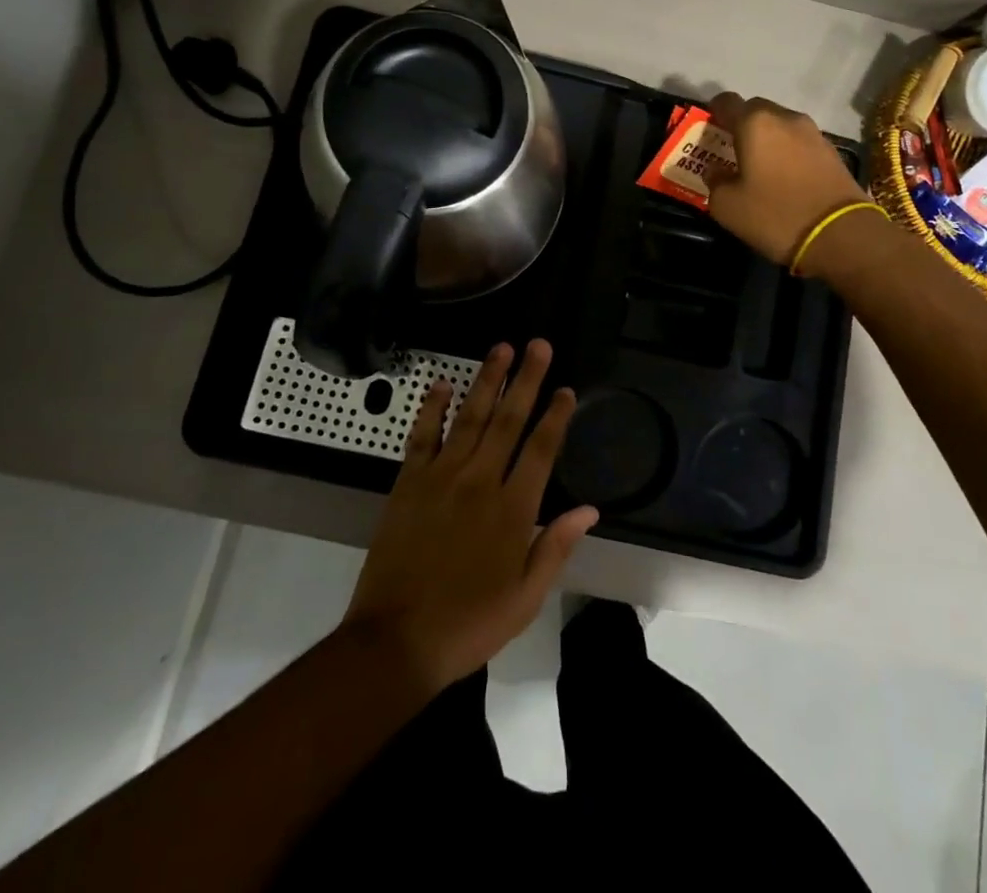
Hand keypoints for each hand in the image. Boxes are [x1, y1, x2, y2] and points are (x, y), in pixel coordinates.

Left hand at [340, 340, 597, 692]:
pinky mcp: (409, 483)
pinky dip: (432, 408)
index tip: (566, 389)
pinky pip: (422, 436)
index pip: (541, 449)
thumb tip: (589, 510)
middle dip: (526, 379)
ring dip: (487, 380)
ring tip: (501, 349)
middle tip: (539, 345)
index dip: (555, 416)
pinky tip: (441, 383)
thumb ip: (556, 547)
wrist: (396, 641)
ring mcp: (441, 478)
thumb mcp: (525, 597)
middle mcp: (480, 482)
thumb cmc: (469, 624)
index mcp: (512, 510)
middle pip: (508, 420)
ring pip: (470, 417)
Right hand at [706, 92, 867, 265]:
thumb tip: (716, 170)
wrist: (841, 235)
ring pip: (780, 126)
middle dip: (742, 125)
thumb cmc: (775, 215)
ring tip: (759, 166)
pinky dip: (788, 152)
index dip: (713, 112)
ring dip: (767, 139)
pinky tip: (784, 177)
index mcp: (754, 123)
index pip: (726, 102)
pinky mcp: (832, 151)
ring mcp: (813, 133)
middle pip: (756, 110)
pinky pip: (799, 143)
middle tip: (731, 151)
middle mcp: (785, 118)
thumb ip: (715, 181)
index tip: (708, 129)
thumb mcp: (727, 206)